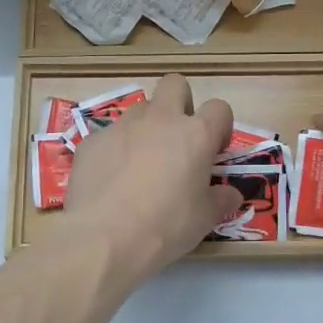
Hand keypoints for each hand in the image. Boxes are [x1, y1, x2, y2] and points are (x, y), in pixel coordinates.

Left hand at [64, 73, 243, 279]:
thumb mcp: (204, 219)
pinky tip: (111, 181)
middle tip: (178, 140)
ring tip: (141, 165)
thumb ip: (221, 199)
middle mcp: (159, 120)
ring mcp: (122, 127)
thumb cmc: (165, 227)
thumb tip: (231, 194)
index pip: (219, 108)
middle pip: (174, 84)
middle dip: (180, 103)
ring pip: (139, 110)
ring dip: (146, 128)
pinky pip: (109, 136)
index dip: (219, 126)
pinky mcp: (92, 141)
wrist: (103, 238)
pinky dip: (115, 151)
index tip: (214, 151)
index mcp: (195, 134)